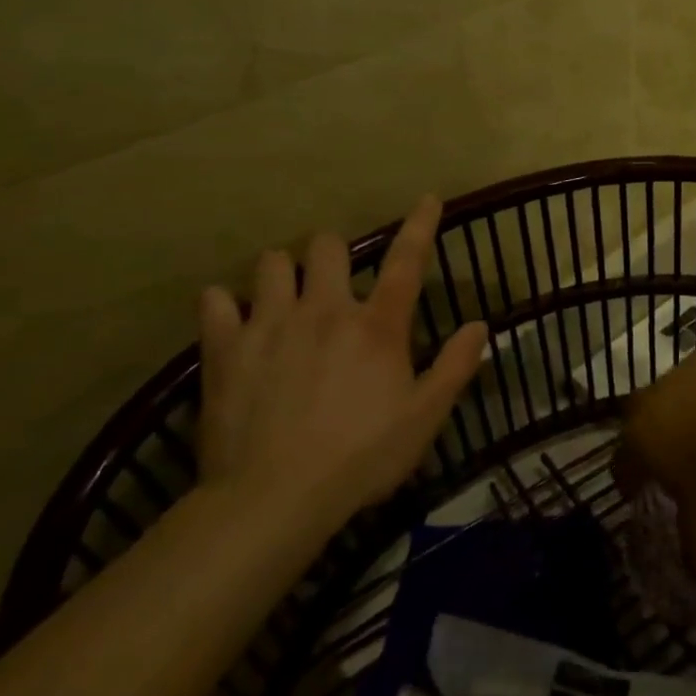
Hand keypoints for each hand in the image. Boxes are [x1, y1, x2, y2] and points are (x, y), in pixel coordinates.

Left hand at [196, 197, 488, 536]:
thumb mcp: (424, 417)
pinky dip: (223, 305)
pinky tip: (230, 319)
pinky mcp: (224, 349)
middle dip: (333, 251)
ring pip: (271, 263)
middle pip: (327, 246)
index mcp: (377, 326)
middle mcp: (325, 310)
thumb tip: (481, 325)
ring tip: (283, 295)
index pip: (407, 261)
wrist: (273, 498)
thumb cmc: (361, 457)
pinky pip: (214, 303)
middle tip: (333, 277)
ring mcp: (270, 325)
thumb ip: (455, 366)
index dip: (420, 225)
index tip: (428, 197)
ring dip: (282, 272)